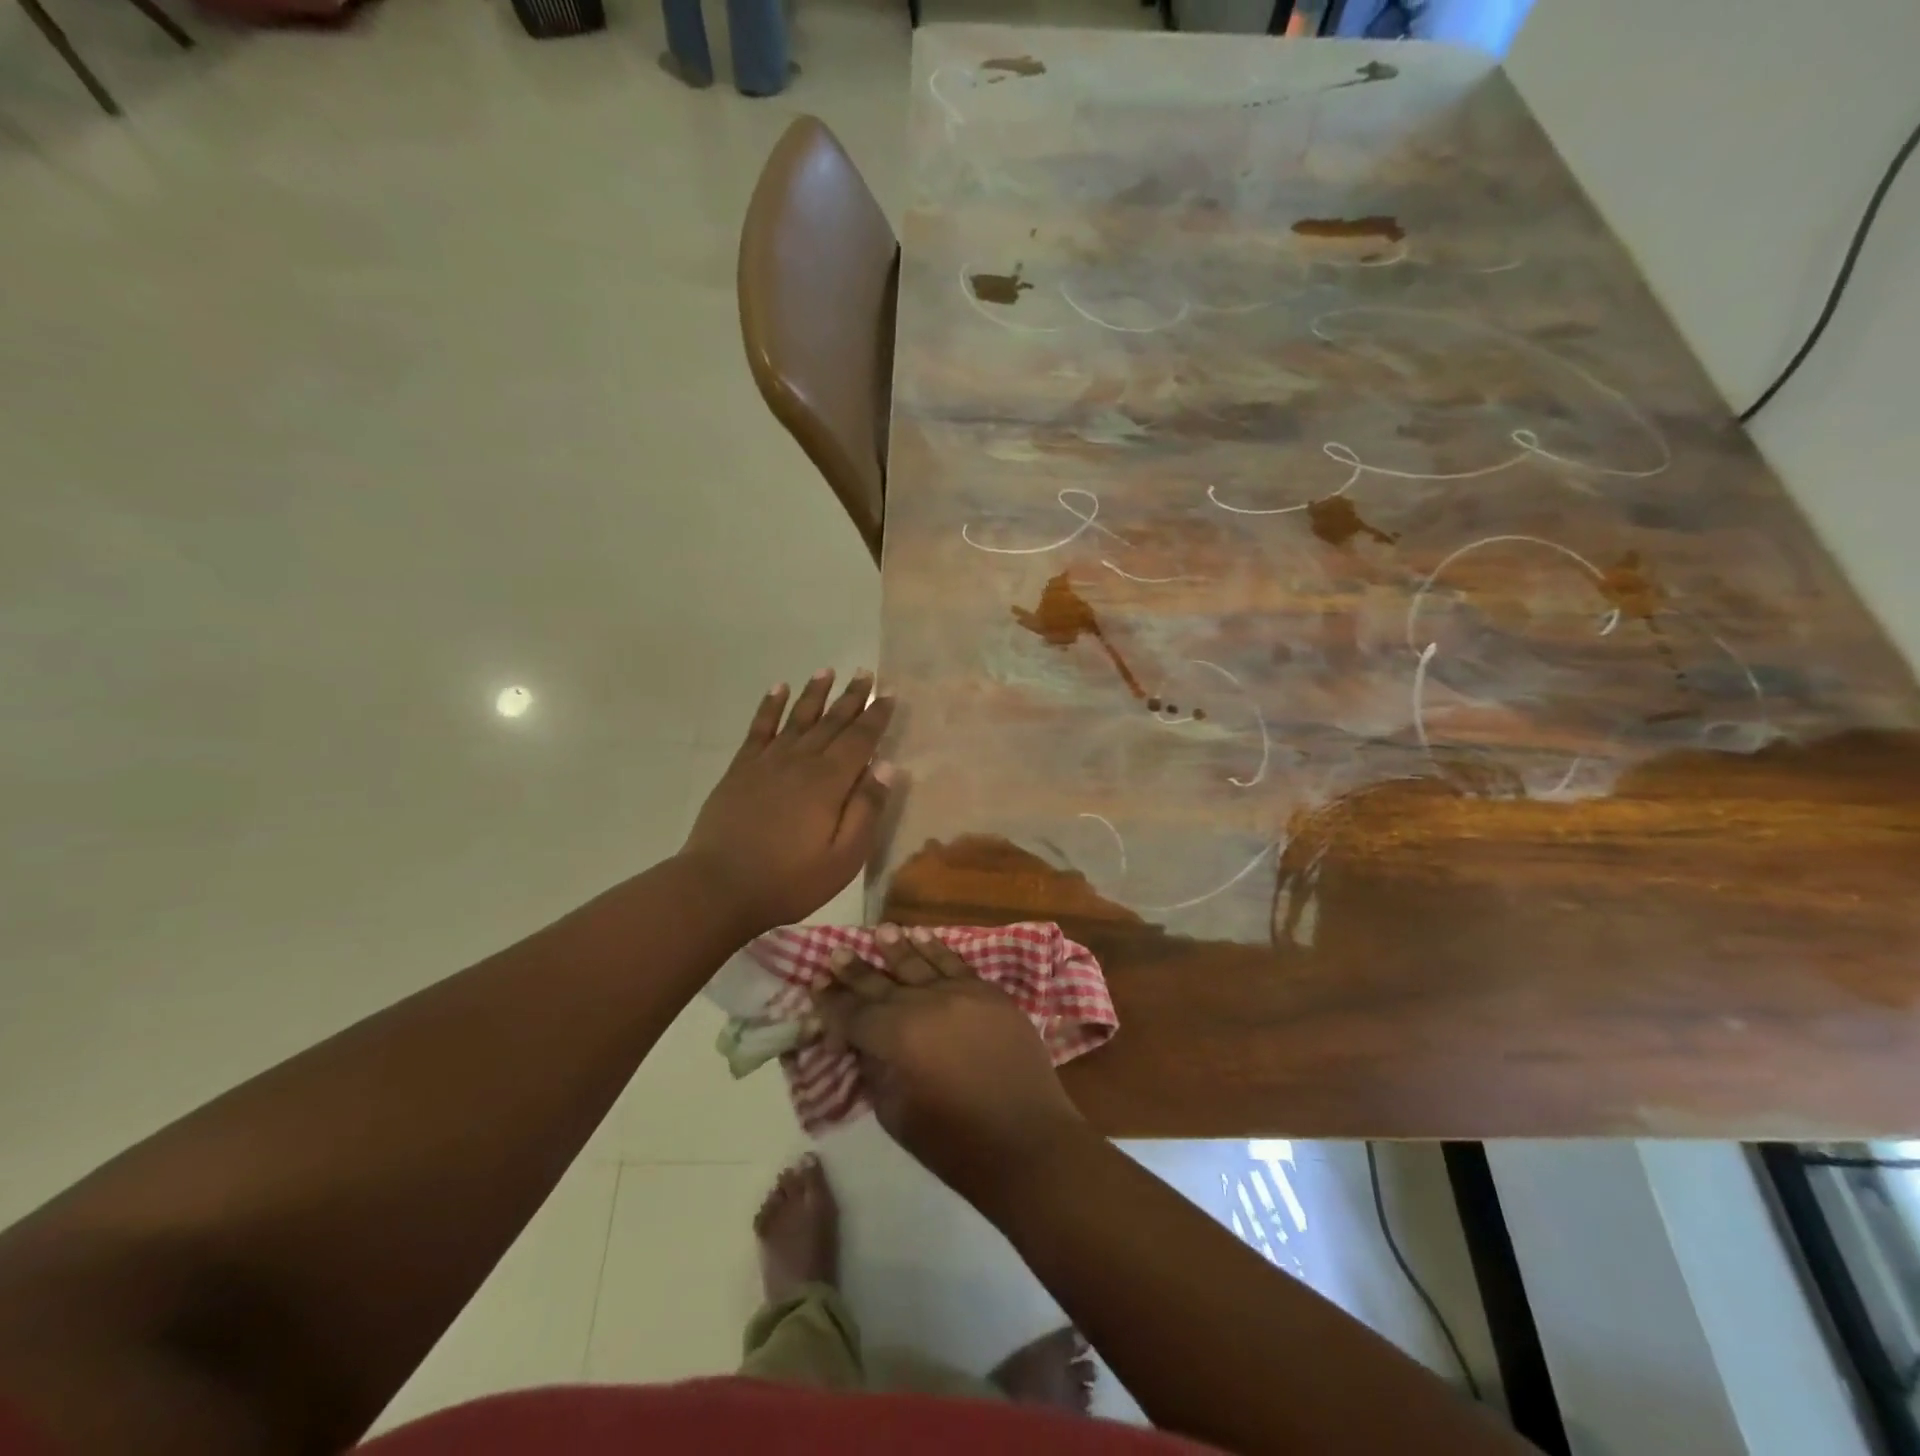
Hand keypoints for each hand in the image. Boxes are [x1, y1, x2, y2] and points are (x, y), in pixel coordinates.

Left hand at [681, 670, 894, 935]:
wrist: (718, 887)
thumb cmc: (789, 880)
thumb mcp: (843, 857)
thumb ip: (867, 809)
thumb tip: (887, 766)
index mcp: (829, 782)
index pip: (860, 739)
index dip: (876, 716)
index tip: (888, 693)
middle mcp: (800, 761)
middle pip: (831, 722)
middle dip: (851, 698)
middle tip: (864, 673)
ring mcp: (767, 762)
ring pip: (797, 718)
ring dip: (814, 693)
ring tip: (827, 671)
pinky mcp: (741, 769)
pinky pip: (759, 728)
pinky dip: (769, 706)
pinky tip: (778, 689)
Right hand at [818, 926, 1087, 1199]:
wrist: (1028, 1142)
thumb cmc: (956, 1143)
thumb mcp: (896, 1114)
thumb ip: (875, 1070)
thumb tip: (864, 1044)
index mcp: (897, 1037)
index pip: (854, 1014)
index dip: (832, 1003)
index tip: (815, 987)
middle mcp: (925, 1004)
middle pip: (882, 983)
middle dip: (856, 970)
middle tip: (835, 953)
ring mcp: (961, 993)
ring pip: (920, 963)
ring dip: (896, 948)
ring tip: (879, 932)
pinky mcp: (990, 993)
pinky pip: (957, 963)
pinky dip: (938, 948)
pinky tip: (923, 936)